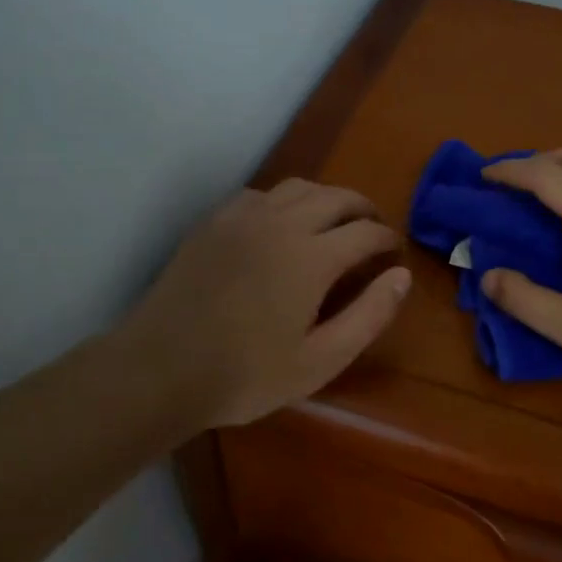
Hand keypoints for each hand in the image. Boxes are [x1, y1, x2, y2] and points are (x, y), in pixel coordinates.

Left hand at [116, 179, 410, 431]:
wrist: (159, 370)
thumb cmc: (245, 375)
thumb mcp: (320, 361)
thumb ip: (368, 315)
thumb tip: (401, 275)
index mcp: (312, 256)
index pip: (366, 232)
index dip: (387, 240)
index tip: (394, 254)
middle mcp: (282, 222)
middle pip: (337, 197)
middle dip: (363, 210)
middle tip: (373, 231)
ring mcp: (243, 217)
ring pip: (299, 187)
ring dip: (326, 198)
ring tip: (334, 222)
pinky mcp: (214, 222)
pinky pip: (261, 194)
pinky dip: (284, 201)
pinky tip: (281, 225)